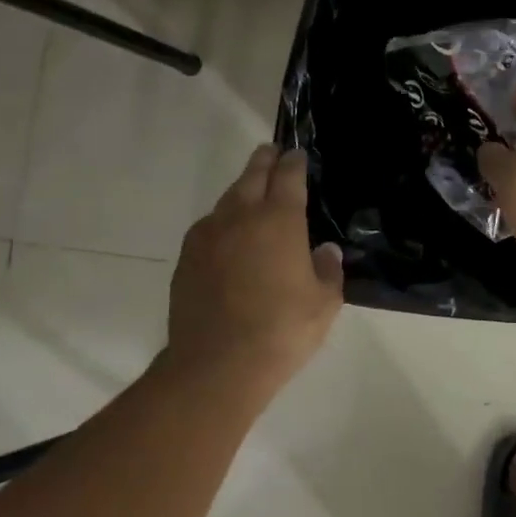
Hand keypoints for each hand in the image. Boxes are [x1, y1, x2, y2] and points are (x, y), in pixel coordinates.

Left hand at [167, 145, 344, 390]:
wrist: (217, 364)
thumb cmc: (282, 330)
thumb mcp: (324, 303)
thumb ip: (327, 270)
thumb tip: (325, 250)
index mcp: (280, 219)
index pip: (288, 176)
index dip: (294, 162)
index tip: (297, 155)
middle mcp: (242, 215)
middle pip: (253, 174)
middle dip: (265, 160)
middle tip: (271, 152)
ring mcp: (209, 233)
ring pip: (228, 198)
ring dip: (242, 188)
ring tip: (251, 191)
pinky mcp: (187, 256)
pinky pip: (209, 225)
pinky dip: (222, 220)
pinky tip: (228, 235)